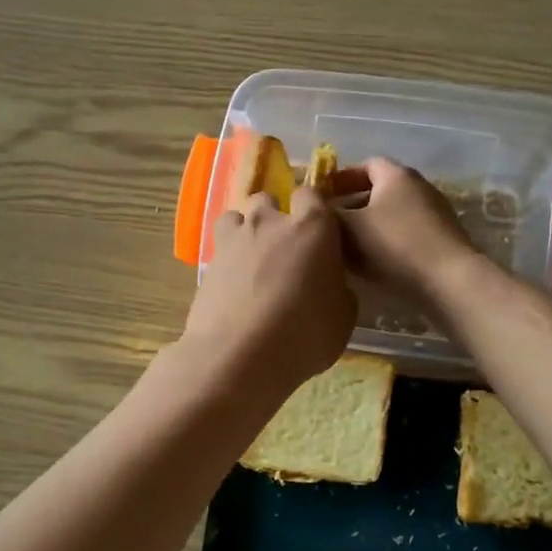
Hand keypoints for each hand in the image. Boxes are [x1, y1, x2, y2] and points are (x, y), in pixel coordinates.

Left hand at [182, 188, 356, 396]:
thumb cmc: (304, 334)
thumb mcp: (343, 317)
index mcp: (312, 226)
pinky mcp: (208, 262)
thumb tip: (330, 285)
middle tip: (284, 248)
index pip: (312, 195)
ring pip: (238, 217)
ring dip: (246, 230)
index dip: (314, 209)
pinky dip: (228, 258)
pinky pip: (220, 247)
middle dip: (275, 216)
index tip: (318, 231)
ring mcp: (235, 239)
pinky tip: (234, 284)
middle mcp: (270, 222)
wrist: (239, 355)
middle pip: (269, 200)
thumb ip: (338, 289)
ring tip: (253, 260)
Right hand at [332, 158, 479, 322]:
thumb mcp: (348, 229)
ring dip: (370, 226)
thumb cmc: (394, 245)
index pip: (366, 164)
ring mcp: (435, 213)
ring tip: (348, 248)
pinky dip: (387, 242)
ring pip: (392, 214)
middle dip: (353, 204)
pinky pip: (407, 233)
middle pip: (380, 189)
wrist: (449, 281)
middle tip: (331, 224)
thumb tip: (311, 206)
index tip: (323, 196)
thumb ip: (325, 214)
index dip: (341, 178)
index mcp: (396, 175)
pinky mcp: (443, 239)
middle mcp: (418, 186)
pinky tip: (374, 264)